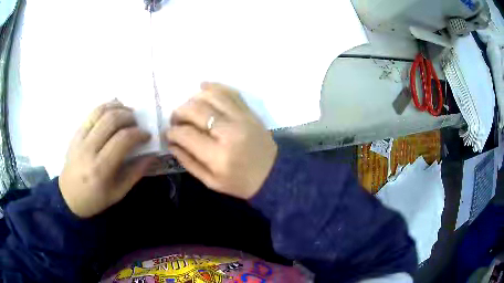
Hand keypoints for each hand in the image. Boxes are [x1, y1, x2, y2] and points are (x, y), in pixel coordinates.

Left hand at [59, 101, 154, 217]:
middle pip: (111, 120)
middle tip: (137, 124)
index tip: (147, 135)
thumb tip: (151, 155)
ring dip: (118, 108)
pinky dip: (105, 107)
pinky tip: (114, 110)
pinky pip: (91, 113)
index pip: (122, 140)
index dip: (138, 133)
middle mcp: (89, 149)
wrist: (69, 197)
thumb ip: (135, 173)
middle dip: (130, 117)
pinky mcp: (75, 133)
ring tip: (127, 113)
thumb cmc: (95, 199)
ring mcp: (80, 139)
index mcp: (101, 169)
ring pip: (100, 112)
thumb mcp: (118, 193)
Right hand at [167, 82, 277, 198]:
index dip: (173, 132)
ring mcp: (242, 118)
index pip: (186, 134)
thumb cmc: (241, 183)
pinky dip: (214, 87)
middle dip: (179, 112)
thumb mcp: (211, 182)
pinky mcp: (250, 112)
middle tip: (176, 120)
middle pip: (196, 109)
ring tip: (188, 108)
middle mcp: (229, 132)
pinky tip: (203, 87)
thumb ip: (188, 161)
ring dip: (193, 98)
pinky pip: (230, 92)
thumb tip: (171, 142)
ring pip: (211, 96)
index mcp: (218, 155)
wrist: (274, 174)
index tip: (169, 134)